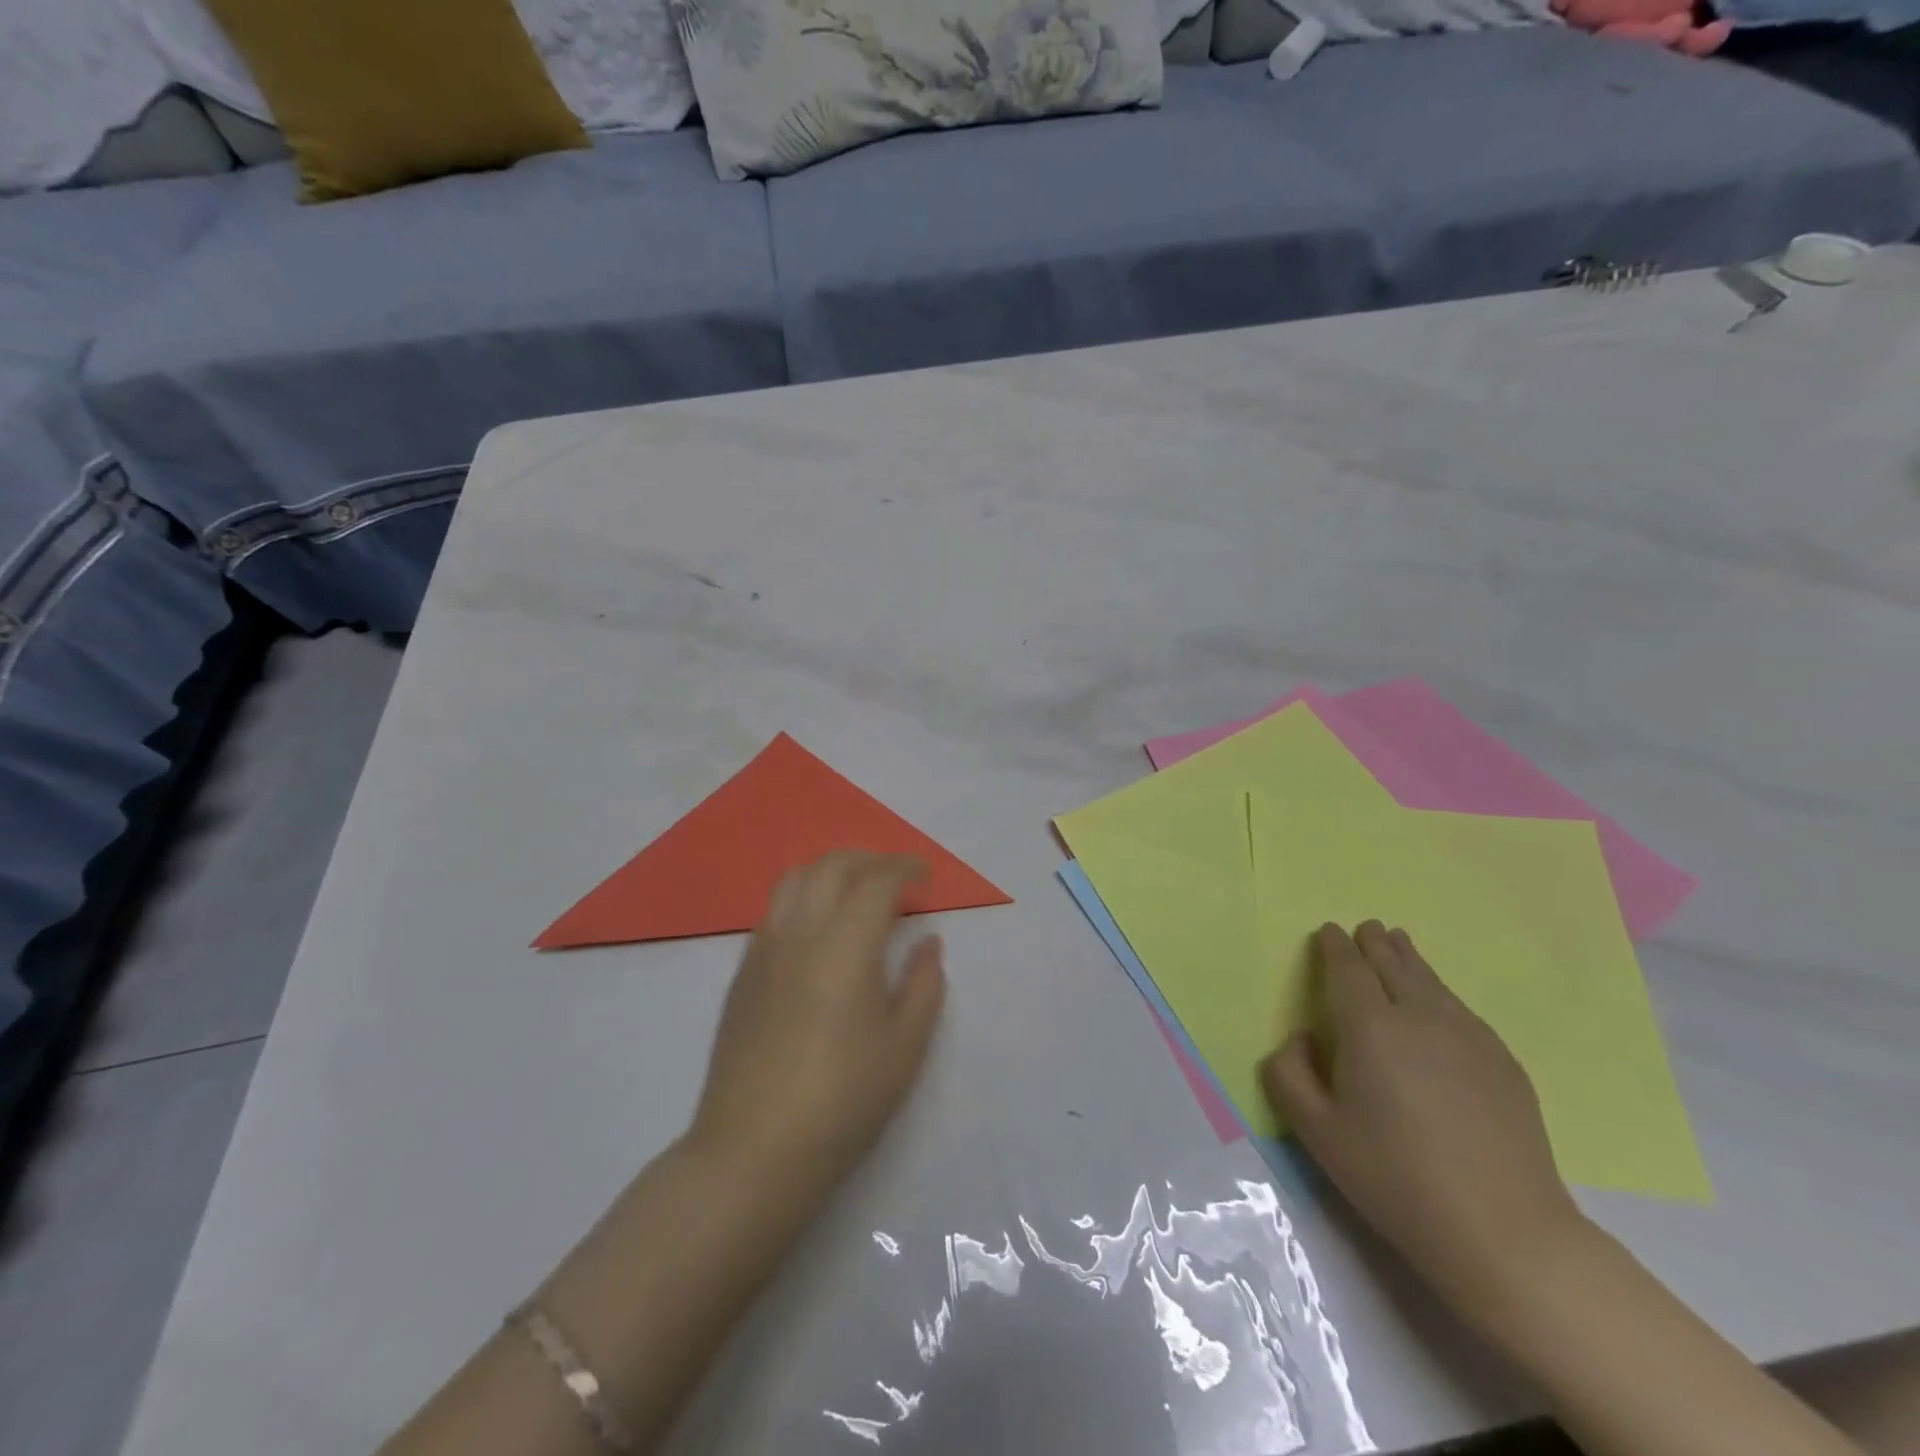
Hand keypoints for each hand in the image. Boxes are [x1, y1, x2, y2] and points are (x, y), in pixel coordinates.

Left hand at [691, 851, 946, 1197]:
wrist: (754, 1150)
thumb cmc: (843, 1099)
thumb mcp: (905, 1046)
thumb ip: (924, 983)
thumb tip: (928, 941)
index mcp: (845, 944)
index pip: (877, 879)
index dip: (905, 867)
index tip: (926, 876)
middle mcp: (800, 932)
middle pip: (832, 865)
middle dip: (870, 858)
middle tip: (897, 878)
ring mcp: (764, 949)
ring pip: (794, 878)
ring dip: (831, 870)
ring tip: (856, 894)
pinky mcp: (742, 973)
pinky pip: (774, 910)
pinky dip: (803, 897)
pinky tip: (818, 932)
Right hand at [1262, 922, 1587, 1313]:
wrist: (1504, 1231)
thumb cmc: (1395, 1177)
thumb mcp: (1315, 1131)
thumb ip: (1288, 1073)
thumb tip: (1303, 1038)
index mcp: (1369, 1027)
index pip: (1348, 968)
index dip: (1334, 947)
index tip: (1327, 932)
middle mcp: (1419, 1017)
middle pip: (1393, 964)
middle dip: (1374, 943)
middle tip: (1366, 928)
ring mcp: (1469, 1036)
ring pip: (1431, 981)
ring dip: (1409, 958)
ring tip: (1398, 943)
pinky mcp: (1503, 1062)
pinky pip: (1461, 1008)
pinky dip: (1439, 991)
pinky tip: (1439, 1001)